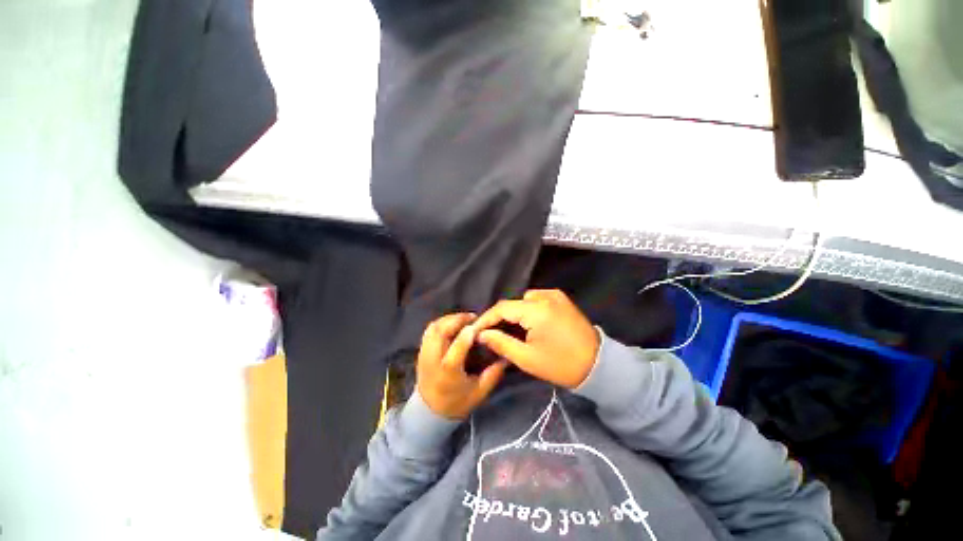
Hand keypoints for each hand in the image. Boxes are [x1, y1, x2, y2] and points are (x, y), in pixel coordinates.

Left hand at [416, 313, 508, 419]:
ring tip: (463, 319)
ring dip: (448, 319)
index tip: (477, 325)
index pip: (456, 349)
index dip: (466, 334)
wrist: (429, 413)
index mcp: (448, 373)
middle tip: (472, 317)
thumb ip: (493, 374)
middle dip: (456, 320)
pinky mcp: (421, 351)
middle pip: (440, 332)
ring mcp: (424, 354)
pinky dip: (441, 323)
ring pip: (433, 328)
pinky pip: (429, 330)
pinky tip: (452, 324)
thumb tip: (506, 357)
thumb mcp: (479, 393)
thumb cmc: (456, 403)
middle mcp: (433, 360)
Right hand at [475, 290, 599, 388]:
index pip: (502, 308)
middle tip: (490, 333)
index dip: (486, 319)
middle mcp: (545, 296)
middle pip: (513, 303)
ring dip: (515, 313)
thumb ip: (501, 343)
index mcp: (536, 310)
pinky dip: (528, 309)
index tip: (475, 330)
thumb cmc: (561, 365)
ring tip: (510, 330)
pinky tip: (529, 324)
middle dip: (500, 317)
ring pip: (524, 300)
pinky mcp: (562, 299)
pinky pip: (537, 299)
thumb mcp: (527, 358)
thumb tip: (481, 334)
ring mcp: (555, 295)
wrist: (598, 365)